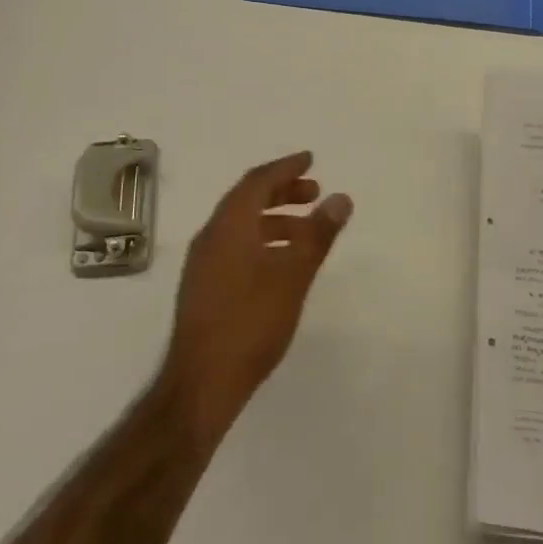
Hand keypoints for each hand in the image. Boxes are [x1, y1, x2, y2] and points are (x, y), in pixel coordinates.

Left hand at [161, 152, 353, 452]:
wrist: (202, 383)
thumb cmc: (251, 322)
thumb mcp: (293, 275)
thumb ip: (317, 234)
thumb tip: (340, 198)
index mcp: (229, 225)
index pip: (258, 181)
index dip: (286, 167)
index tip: (311, 160)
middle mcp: (211, 236)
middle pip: (247, 199)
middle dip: (282, 192)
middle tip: (315, 193)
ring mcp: (203, 263)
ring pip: (241, 225)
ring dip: (275, 219)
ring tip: (307, 231)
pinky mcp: (203, 287)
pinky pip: (235, 245)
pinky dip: (262, 240)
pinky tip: (282, 263)